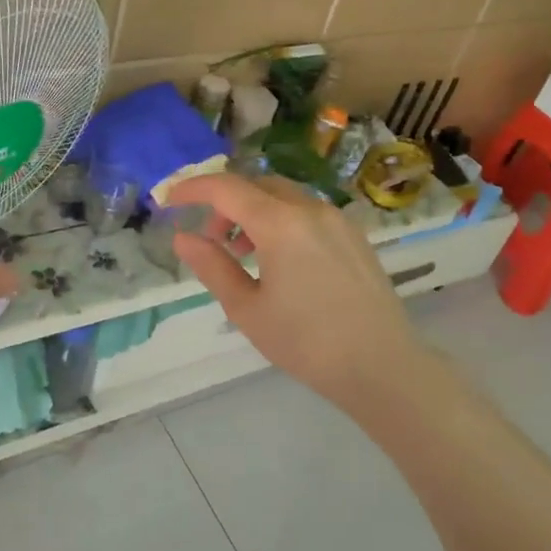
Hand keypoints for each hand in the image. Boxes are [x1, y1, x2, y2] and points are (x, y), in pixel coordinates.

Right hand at [167, 172, 430, 411]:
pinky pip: (308, 212)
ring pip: (285, 196)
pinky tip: (280, 260)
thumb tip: (183, 238)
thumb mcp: (247, 309)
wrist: (382, 365)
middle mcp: (311, 209)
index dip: (192, 188)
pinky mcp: (355, 236)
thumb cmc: (306, 342)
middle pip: (257, 185)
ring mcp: (338, 219)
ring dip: (255, 211)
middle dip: (226, 202)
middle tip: (212, 238)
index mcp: (281, 223)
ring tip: (244, 253)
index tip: (168, 199)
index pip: (227, 188)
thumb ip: (212, 266)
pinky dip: (282, 220)